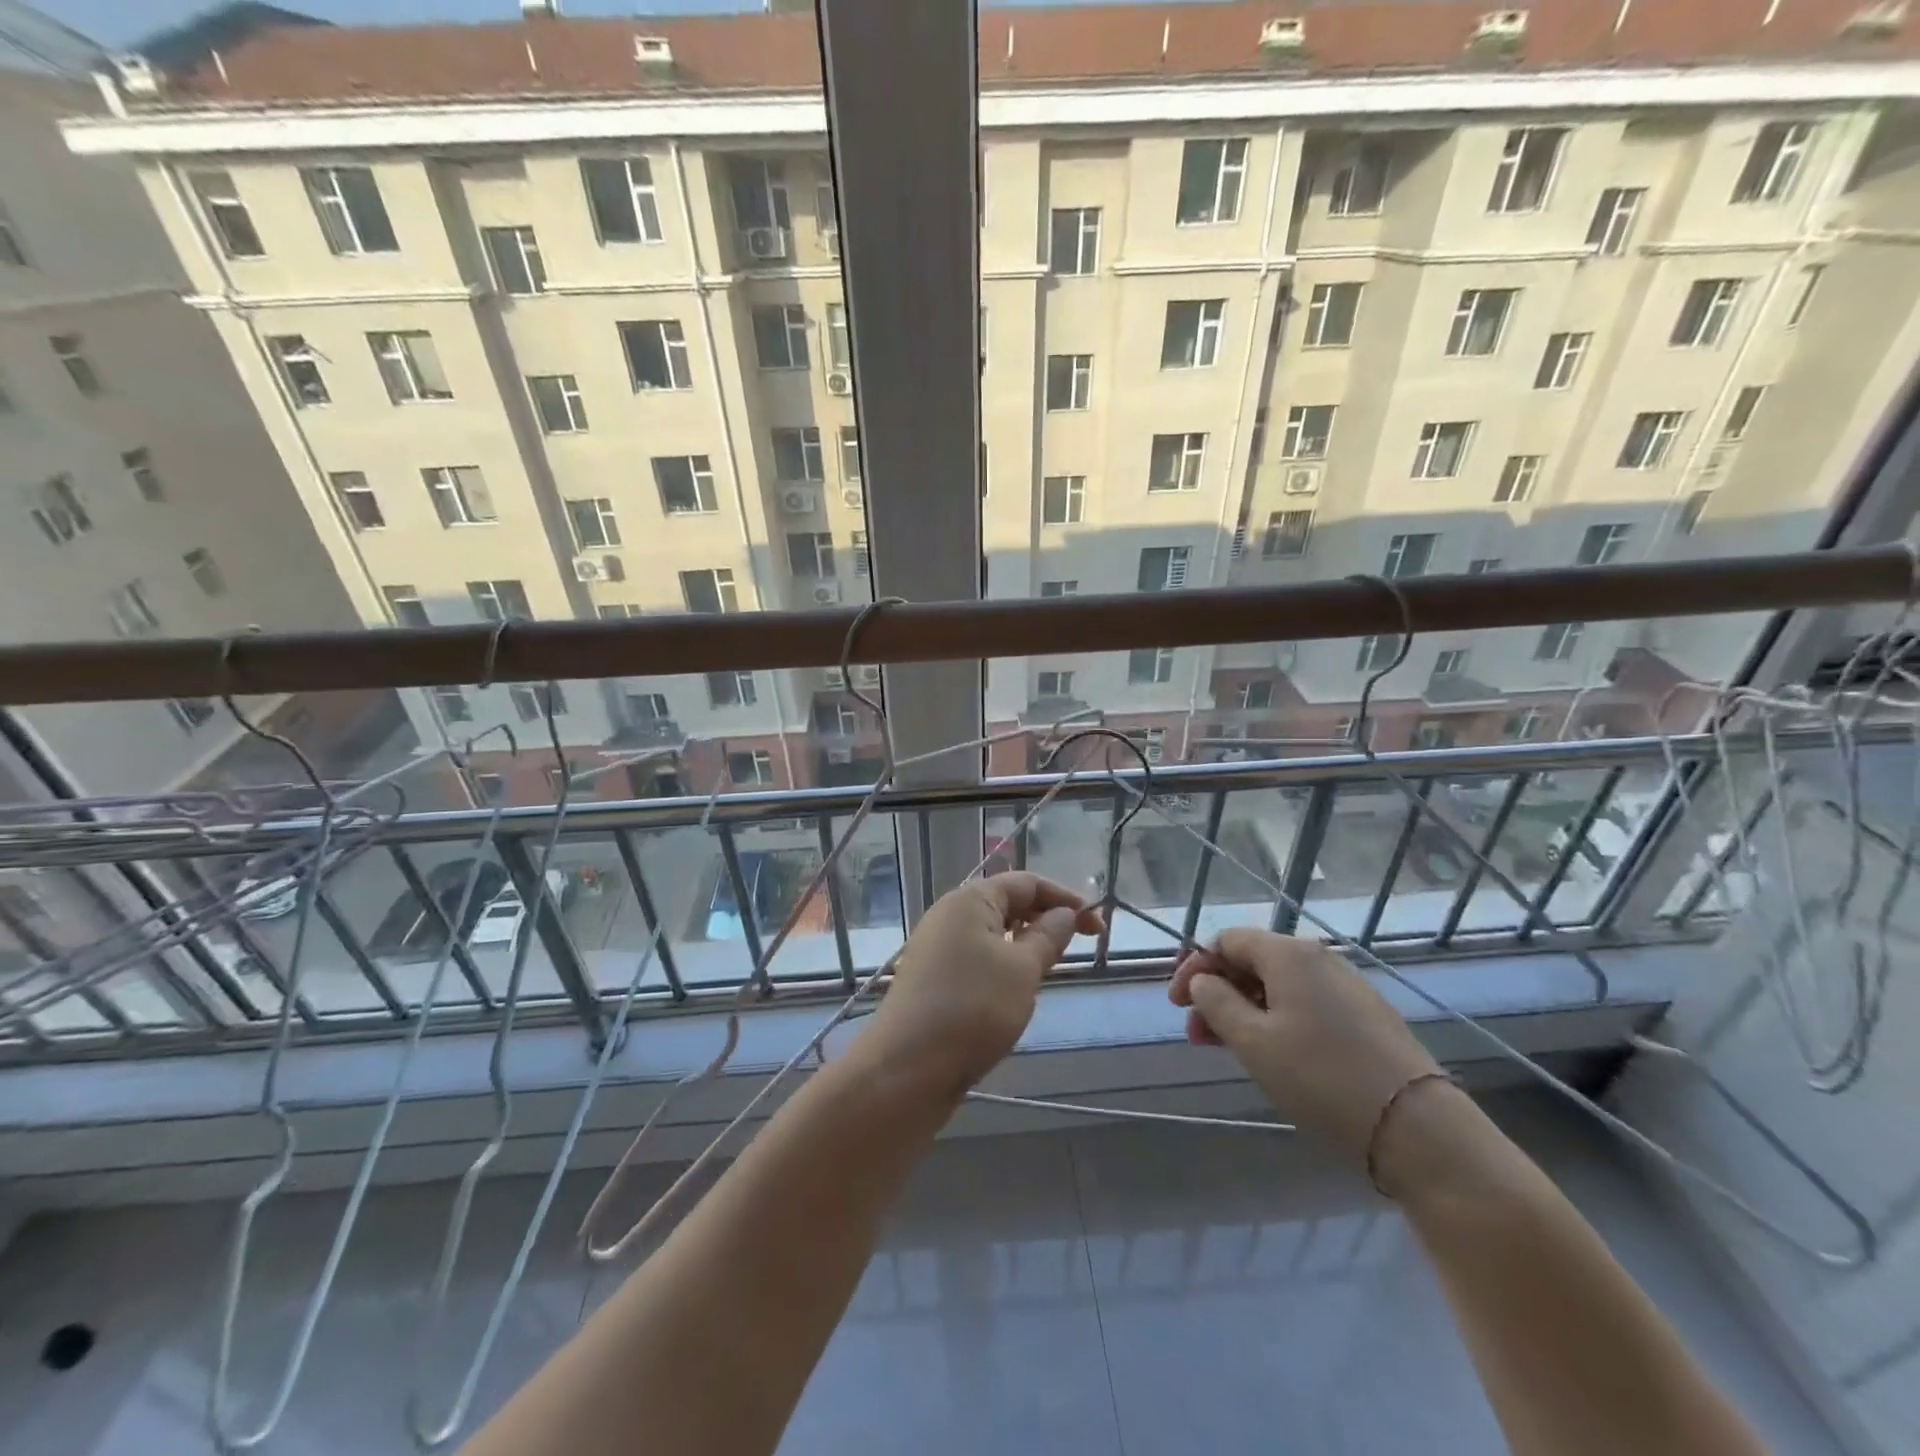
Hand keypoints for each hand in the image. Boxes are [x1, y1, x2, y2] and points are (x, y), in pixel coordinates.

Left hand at [863, 873, 1104, 1099]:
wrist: (906, 1068)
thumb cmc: (972, 1009)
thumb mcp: (1023, 970)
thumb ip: (1048, 936)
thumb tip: (1065, 913)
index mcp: (970, 900)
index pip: (1026, 883)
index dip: (1065, 898)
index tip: (1097, 926)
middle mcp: (949, 914)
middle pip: (1007, 904)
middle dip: (1045, 919)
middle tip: (1079, 947)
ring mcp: (937, 947)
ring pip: (992, 933)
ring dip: (1025, 944)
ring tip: (1050, 969)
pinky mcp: (932, 977)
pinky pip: (977, 957)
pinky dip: (1003, 964)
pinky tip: (1016, 992)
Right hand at [1169, 929, 1440, 1160]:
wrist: (1416, 1128)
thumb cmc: (1321, 1077)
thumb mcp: (1252, 1041)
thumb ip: (1216, 1003)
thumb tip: (1203, 980)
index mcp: (1288, 954)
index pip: (1226, 941)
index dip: (1194, 967)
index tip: (1176, 1005)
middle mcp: (1318, 958)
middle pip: (1252, 962)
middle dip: (1217, 993)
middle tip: (1197, 1034)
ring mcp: (1346, 986)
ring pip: (1278, 986)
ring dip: (1244, 1010)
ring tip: (1226, 1048)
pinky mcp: (1365, 1016)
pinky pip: (1305, 1004)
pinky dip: (1276, 1020)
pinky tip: (1271, 1054)